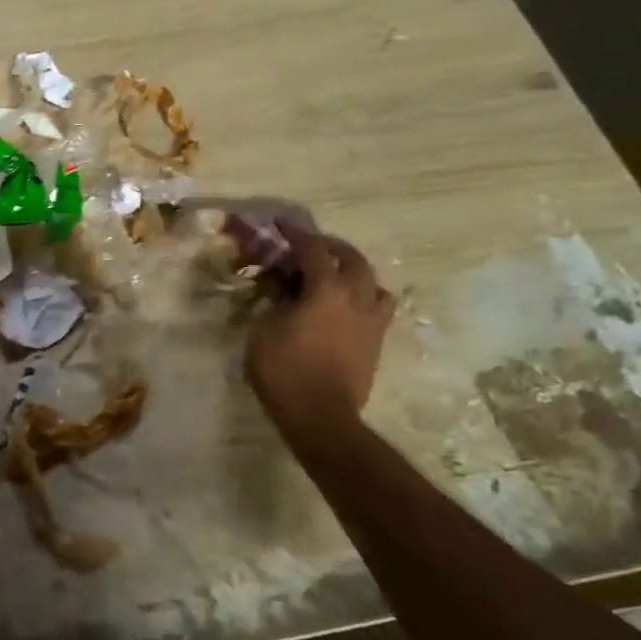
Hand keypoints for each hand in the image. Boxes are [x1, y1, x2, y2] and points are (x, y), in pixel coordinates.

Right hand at [231, 220, 394, 437]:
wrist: (320, 415)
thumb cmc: (284, 369)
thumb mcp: (263, 328)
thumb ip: (274, 301)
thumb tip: (282, 290)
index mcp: (326, 289)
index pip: (312, 249)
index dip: (295, 234)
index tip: (280, 224)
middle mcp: (356, 297)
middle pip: (351, 258)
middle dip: (330, 247)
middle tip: (310, 246)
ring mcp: (372, 320)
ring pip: (372, 282)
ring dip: (354, 272)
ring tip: (336, 277)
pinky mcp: (376, 342)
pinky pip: (376, 308)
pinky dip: (362, 298)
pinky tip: (346, 308)